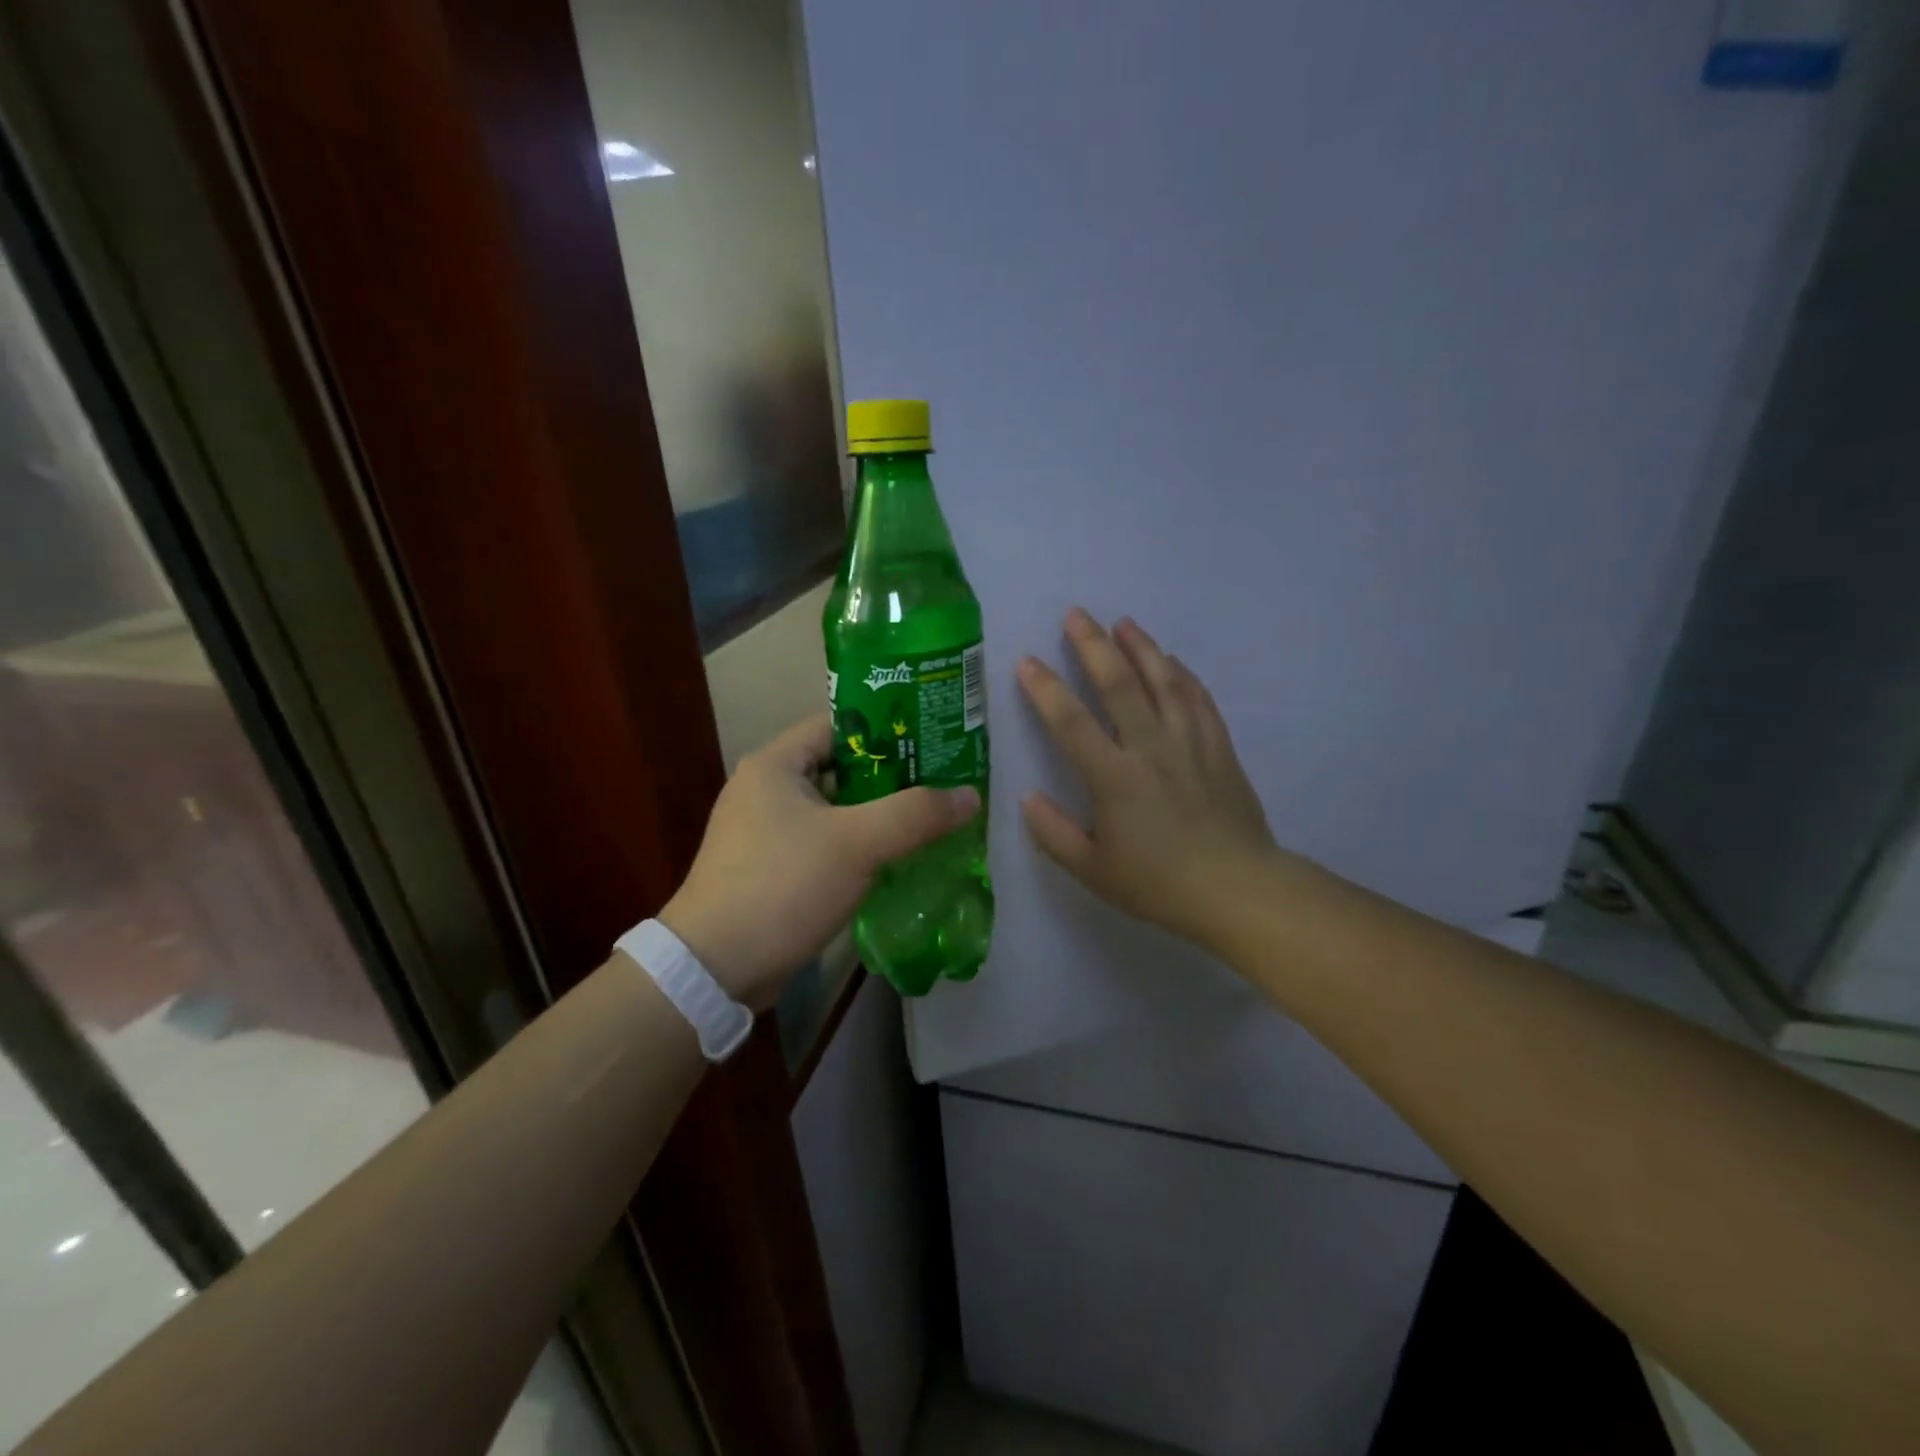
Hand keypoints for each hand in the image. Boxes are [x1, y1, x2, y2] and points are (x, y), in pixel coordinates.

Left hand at [660, 716, 979, 1008]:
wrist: (715, 969)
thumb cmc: (783, 885)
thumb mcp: (857, 843)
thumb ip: (916, 814)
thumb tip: (970, 795)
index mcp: (774, 765)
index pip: (839, 726)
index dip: (886, 730)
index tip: (933, 743)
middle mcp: (764, 790)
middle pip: (840, 768)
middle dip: (891, 777)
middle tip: (941, 784)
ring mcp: (763, 832)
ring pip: (834, 810)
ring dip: (876, 816)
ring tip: (929, 820)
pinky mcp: (769, 870)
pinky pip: (823, 844)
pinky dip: (856, 847)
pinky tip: (894, 860)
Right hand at [1018, 609, 1278, 948]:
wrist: (1238, 890)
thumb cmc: (1159, 883)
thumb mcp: (1093, 870)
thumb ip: (1053, 833)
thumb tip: (1026, 798)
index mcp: (1113, 777)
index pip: (1071, 722)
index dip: (1045, 689)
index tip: (1027, 661)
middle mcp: (1150, 748)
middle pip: (1119, 684)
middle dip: (1094, 645)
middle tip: (1076, 614)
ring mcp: (1189, 743)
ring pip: (1164, 682)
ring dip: (1142, 648)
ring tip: (1123, 622)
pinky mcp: (1219, 748)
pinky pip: (1199, 700)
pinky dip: (1183, 675)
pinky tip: (1172, 661)